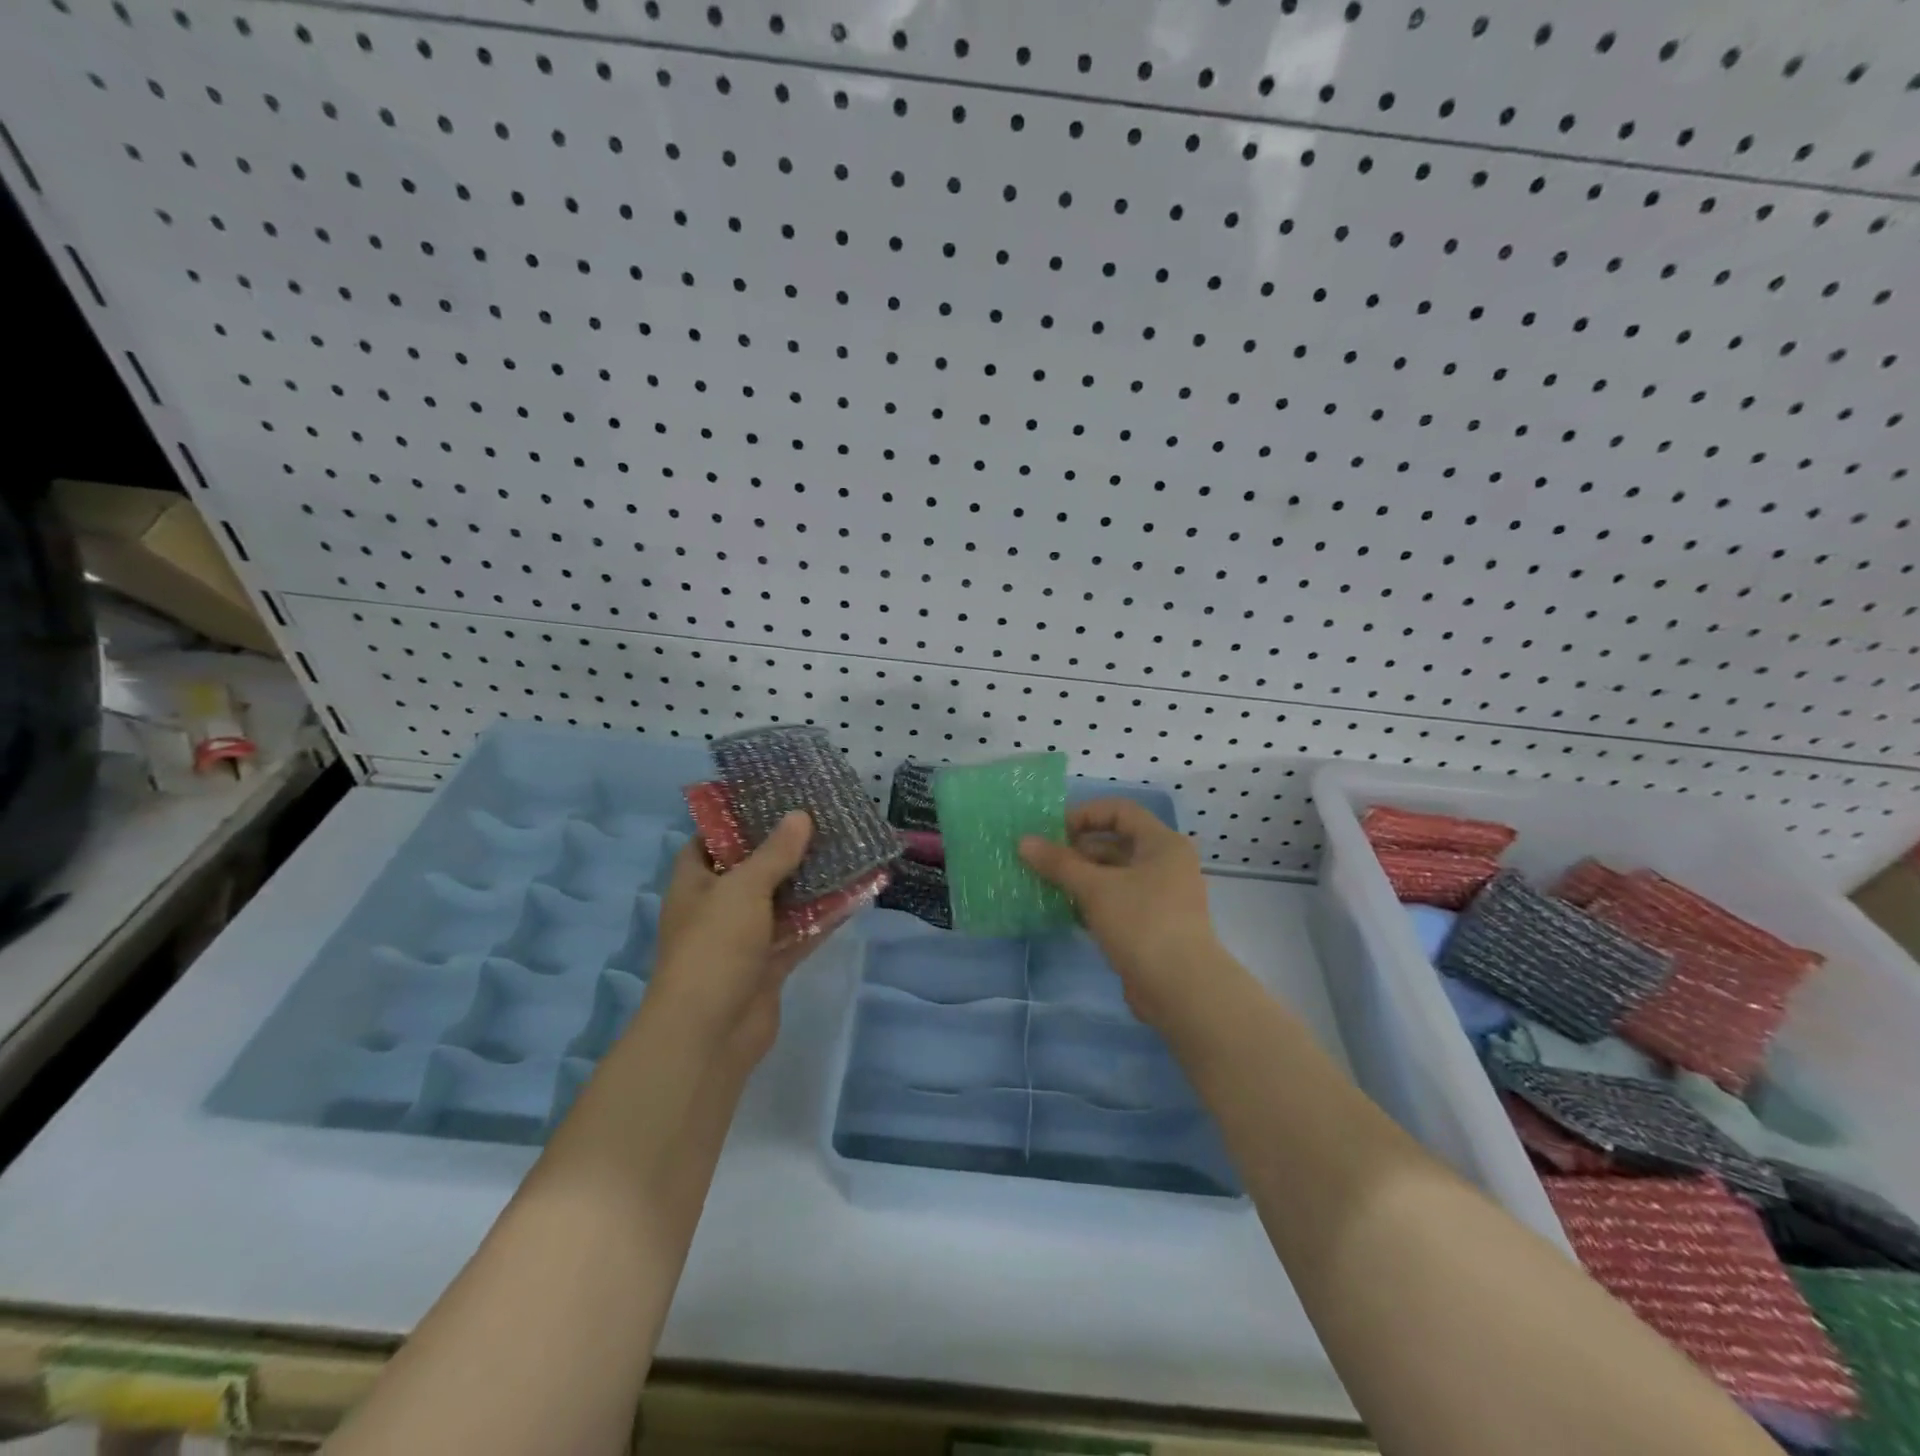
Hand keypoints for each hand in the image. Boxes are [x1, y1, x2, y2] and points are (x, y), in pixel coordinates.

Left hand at [644, 811, 821, 1065]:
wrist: (709, 1034)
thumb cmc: (714, 948)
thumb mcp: (743, 889)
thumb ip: (774, 853)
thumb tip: (800, 815)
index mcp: (694, 884)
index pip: (709, 840)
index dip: (735, 819)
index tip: (772, 799)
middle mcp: (717, 907)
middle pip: (752, 869)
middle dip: (784, 847)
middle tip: (822, 819)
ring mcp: (743, 939)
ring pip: (781, 901)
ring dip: (810, 882)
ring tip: (845, 849)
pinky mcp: (768, 965)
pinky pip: (799, 933)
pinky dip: (823, 917)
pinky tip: (854, 895)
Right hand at [1020, 798, 1225, 1027]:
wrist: (1181, 989)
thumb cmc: (1141, 923)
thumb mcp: (1095, 888)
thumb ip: (1059, 863)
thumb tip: (1023, 841)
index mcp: (1162, 843)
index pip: (1120, 811)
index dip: (1085, 814)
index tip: (1053, 831)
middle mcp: (1166, 864)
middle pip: (1116, 843)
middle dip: (1077, 849)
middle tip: (1043, 860)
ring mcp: (1161, 897)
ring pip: (1115, 875)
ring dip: (1082, 877)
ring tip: (1047, 884)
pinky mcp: (1152, 925)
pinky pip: (1118, 901)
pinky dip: (1092, 901)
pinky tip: (1064, 910)